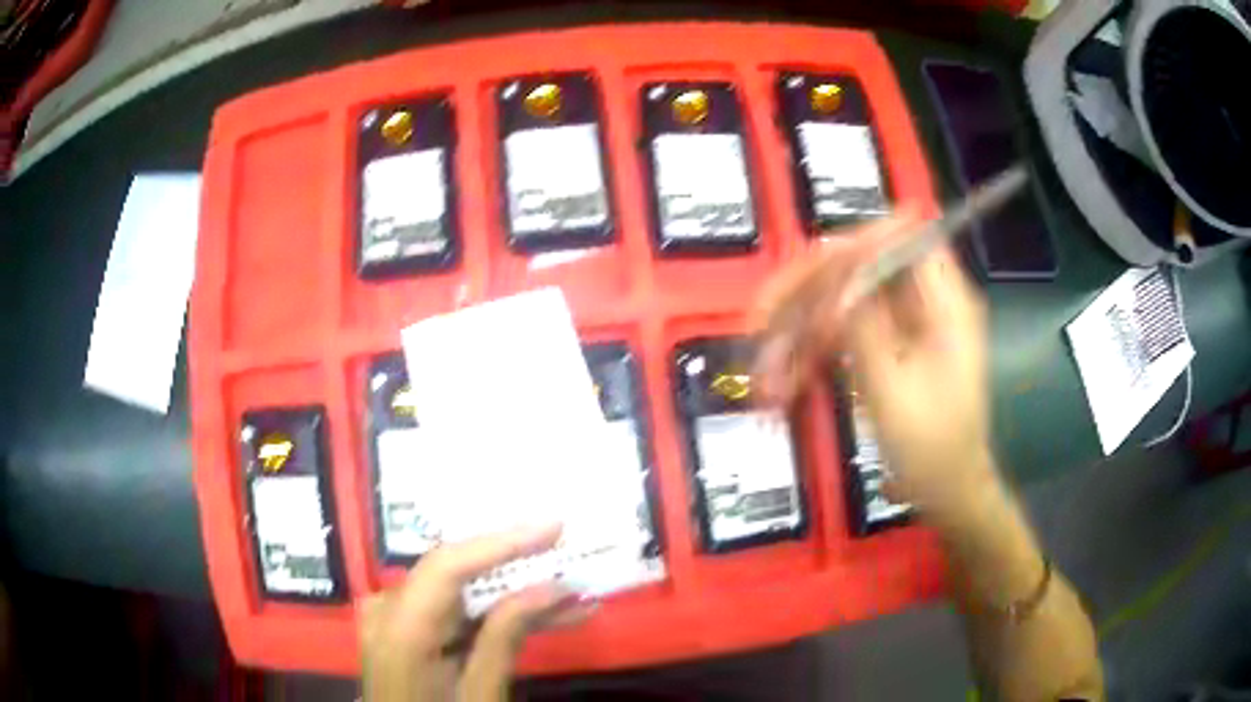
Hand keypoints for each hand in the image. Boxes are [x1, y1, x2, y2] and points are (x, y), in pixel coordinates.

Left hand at [360, 524, 590, 701]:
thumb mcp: (480, 695)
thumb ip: (506, 638)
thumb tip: (552, 588)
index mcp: (400, 628)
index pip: (447, 565)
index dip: (502, 541)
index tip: (554, 527)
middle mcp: (390, 609)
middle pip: (455, 572)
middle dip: (516, 567)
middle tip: (568, 555)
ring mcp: (396, 618)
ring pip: (462, 592)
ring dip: (515, 597)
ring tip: (574, 597)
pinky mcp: (408, 629)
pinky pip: (455, 611)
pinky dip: (494, 615)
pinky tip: (543, 617)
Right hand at [756, 214, 995, 518]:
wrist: (947, 493)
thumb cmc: (932, 450)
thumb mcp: (894, 389)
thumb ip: (865, 327)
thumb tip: (836, 279)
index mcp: (945, 303)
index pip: (903, 238)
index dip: (857, 244)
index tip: (809, 272)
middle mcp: (926, 302)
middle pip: (861, 266)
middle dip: (809, 292)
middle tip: (760, 321)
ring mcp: (906, 324)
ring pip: (844, 300)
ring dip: (801, 329)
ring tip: (766, 372)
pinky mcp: (889, 346)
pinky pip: (846, 333)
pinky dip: (814, 354)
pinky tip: (785, 384)